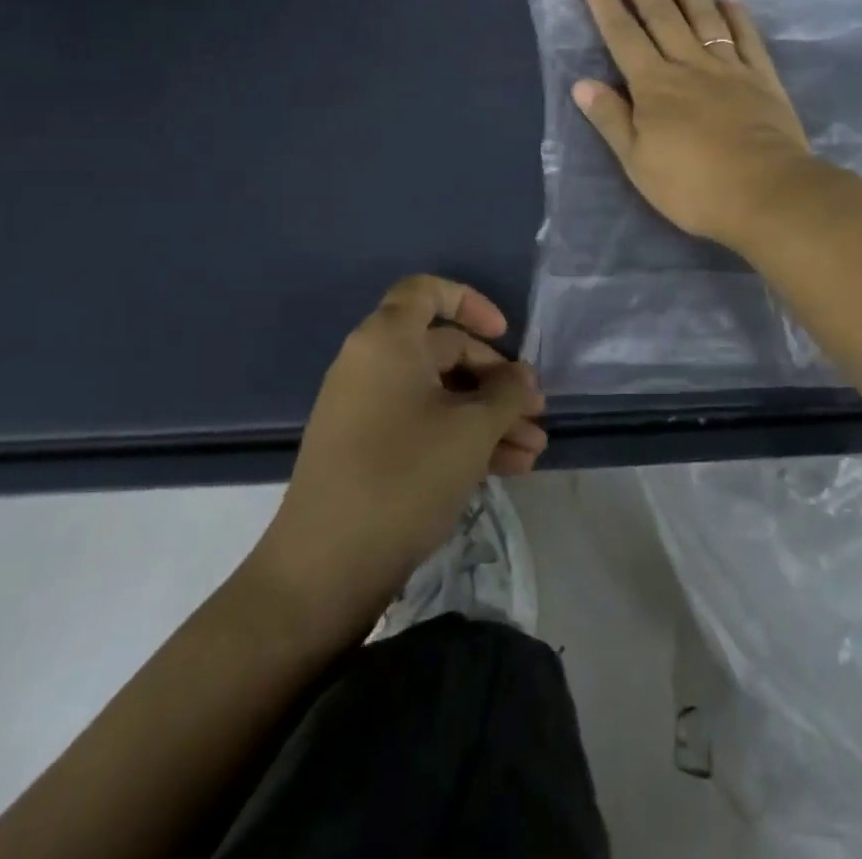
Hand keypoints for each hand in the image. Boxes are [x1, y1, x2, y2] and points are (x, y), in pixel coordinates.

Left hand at [253, 276, 546, 632]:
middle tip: (536, 413)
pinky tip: (509, 468)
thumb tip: (523, 377)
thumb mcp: (471, 430)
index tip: (504, 335)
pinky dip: (463, 439)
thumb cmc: (404, 476)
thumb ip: (507, 393)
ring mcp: (367, 410)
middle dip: (497, 381)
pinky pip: (424, 426)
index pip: (427, 292)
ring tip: (534, 451)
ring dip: (490, 418)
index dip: (470, 302)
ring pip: (441, 395)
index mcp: (387, 341)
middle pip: (445, 350)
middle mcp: (372, 365)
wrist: (325, 569)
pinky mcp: (368, 450)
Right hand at [572, 0, 814, 249]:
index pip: (624, 38)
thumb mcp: (638, 162)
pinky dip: (737, 15)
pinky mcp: (762, 79)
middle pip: (661, 17)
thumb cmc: (693, 186)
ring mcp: (729, 69)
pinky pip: (746, 38)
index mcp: (654, 87)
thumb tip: (582, 83)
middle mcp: (689, 66)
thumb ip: (611, 120)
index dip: (607, 8)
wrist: (766, 193)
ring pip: (703, 18)